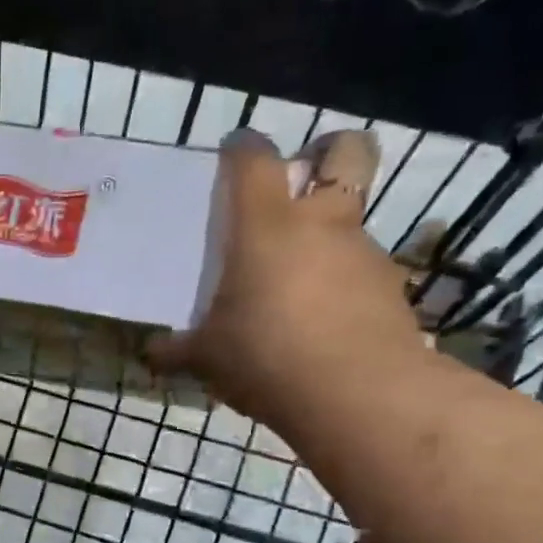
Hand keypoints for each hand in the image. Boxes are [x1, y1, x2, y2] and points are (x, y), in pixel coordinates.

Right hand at [147, 128, 426, 434]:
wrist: (358, 395)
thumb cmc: (266, 358)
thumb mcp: (207, 358)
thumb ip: (177, 350)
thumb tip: (151, 353)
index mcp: (267, 226)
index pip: (255, 159)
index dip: (243, 147)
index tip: (232, 154)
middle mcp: (322, 223)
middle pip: (347, 152)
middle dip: (330, 153)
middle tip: (301, 184)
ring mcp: (364, 252)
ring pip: (352, 219)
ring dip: (329, 236)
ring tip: (298, 285)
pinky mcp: (391, 287)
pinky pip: (362, 270)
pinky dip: (343, 283)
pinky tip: (323, 323)